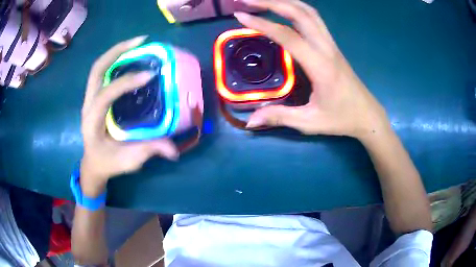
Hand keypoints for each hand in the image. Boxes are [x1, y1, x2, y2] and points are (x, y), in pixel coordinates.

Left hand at [80, 36, 178, 196]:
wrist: (93, 163)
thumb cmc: (108, 162)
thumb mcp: (128, 161)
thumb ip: (149, 151)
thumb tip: (174, 150)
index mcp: (92, 121)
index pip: (105, 95)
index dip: (126, 83)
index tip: (149, 75)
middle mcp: (88, 104)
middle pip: (97, 69)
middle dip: (118, 51)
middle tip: (142, 41)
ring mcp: (90, 98)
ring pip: (99, 67)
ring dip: (118, 51)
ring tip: (138, 43)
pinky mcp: (96, 95)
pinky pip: (104, 72)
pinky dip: (116, 59)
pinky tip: (132, 57)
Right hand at [236, 0, 390, 139]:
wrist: (367, 115)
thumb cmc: (341, 119)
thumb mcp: (309, 123)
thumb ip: (279, 117)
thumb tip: (249, 121)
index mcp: (321, 65)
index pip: (288, 36)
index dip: (263, 23)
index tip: (240, 16)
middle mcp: (326, 48)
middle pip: (300, 13)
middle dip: (272, 2)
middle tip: (247, 0)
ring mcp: (331, 44)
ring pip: (309, 12)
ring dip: (285, 1)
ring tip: (263, 1)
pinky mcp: (332, 45)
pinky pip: (314, 19)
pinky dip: (296, 8)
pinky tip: (284, 10)